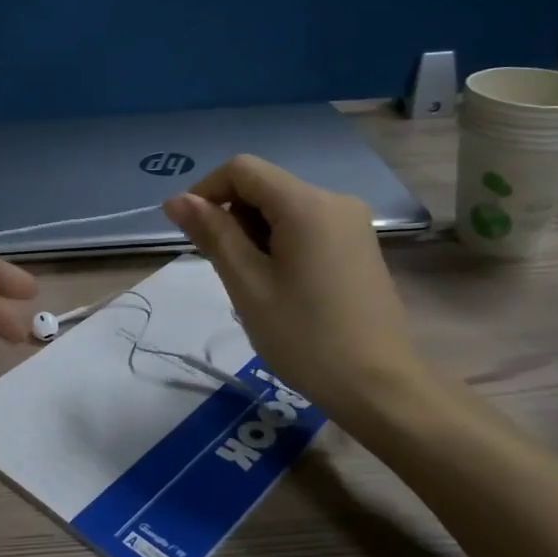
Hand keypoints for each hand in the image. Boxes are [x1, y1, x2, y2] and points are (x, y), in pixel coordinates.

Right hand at [163, 155, 426, 428]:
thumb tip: (176, 200)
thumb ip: (213, 234)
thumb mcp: (248, 285)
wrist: (380, 387)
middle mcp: (334, 200)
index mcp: (307, 203)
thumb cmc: (306, 337)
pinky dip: (281, 244)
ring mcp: (352, 223)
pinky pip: (307, 226)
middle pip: (265, 186)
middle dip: (234, 217)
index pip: (242, 169)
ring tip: (256, 285)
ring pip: (284, 208)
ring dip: (256, 234)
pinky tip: (283, 286)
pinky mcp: (359, 245)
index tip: (190, 233)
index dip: (207, 191)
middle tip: (228, 271)